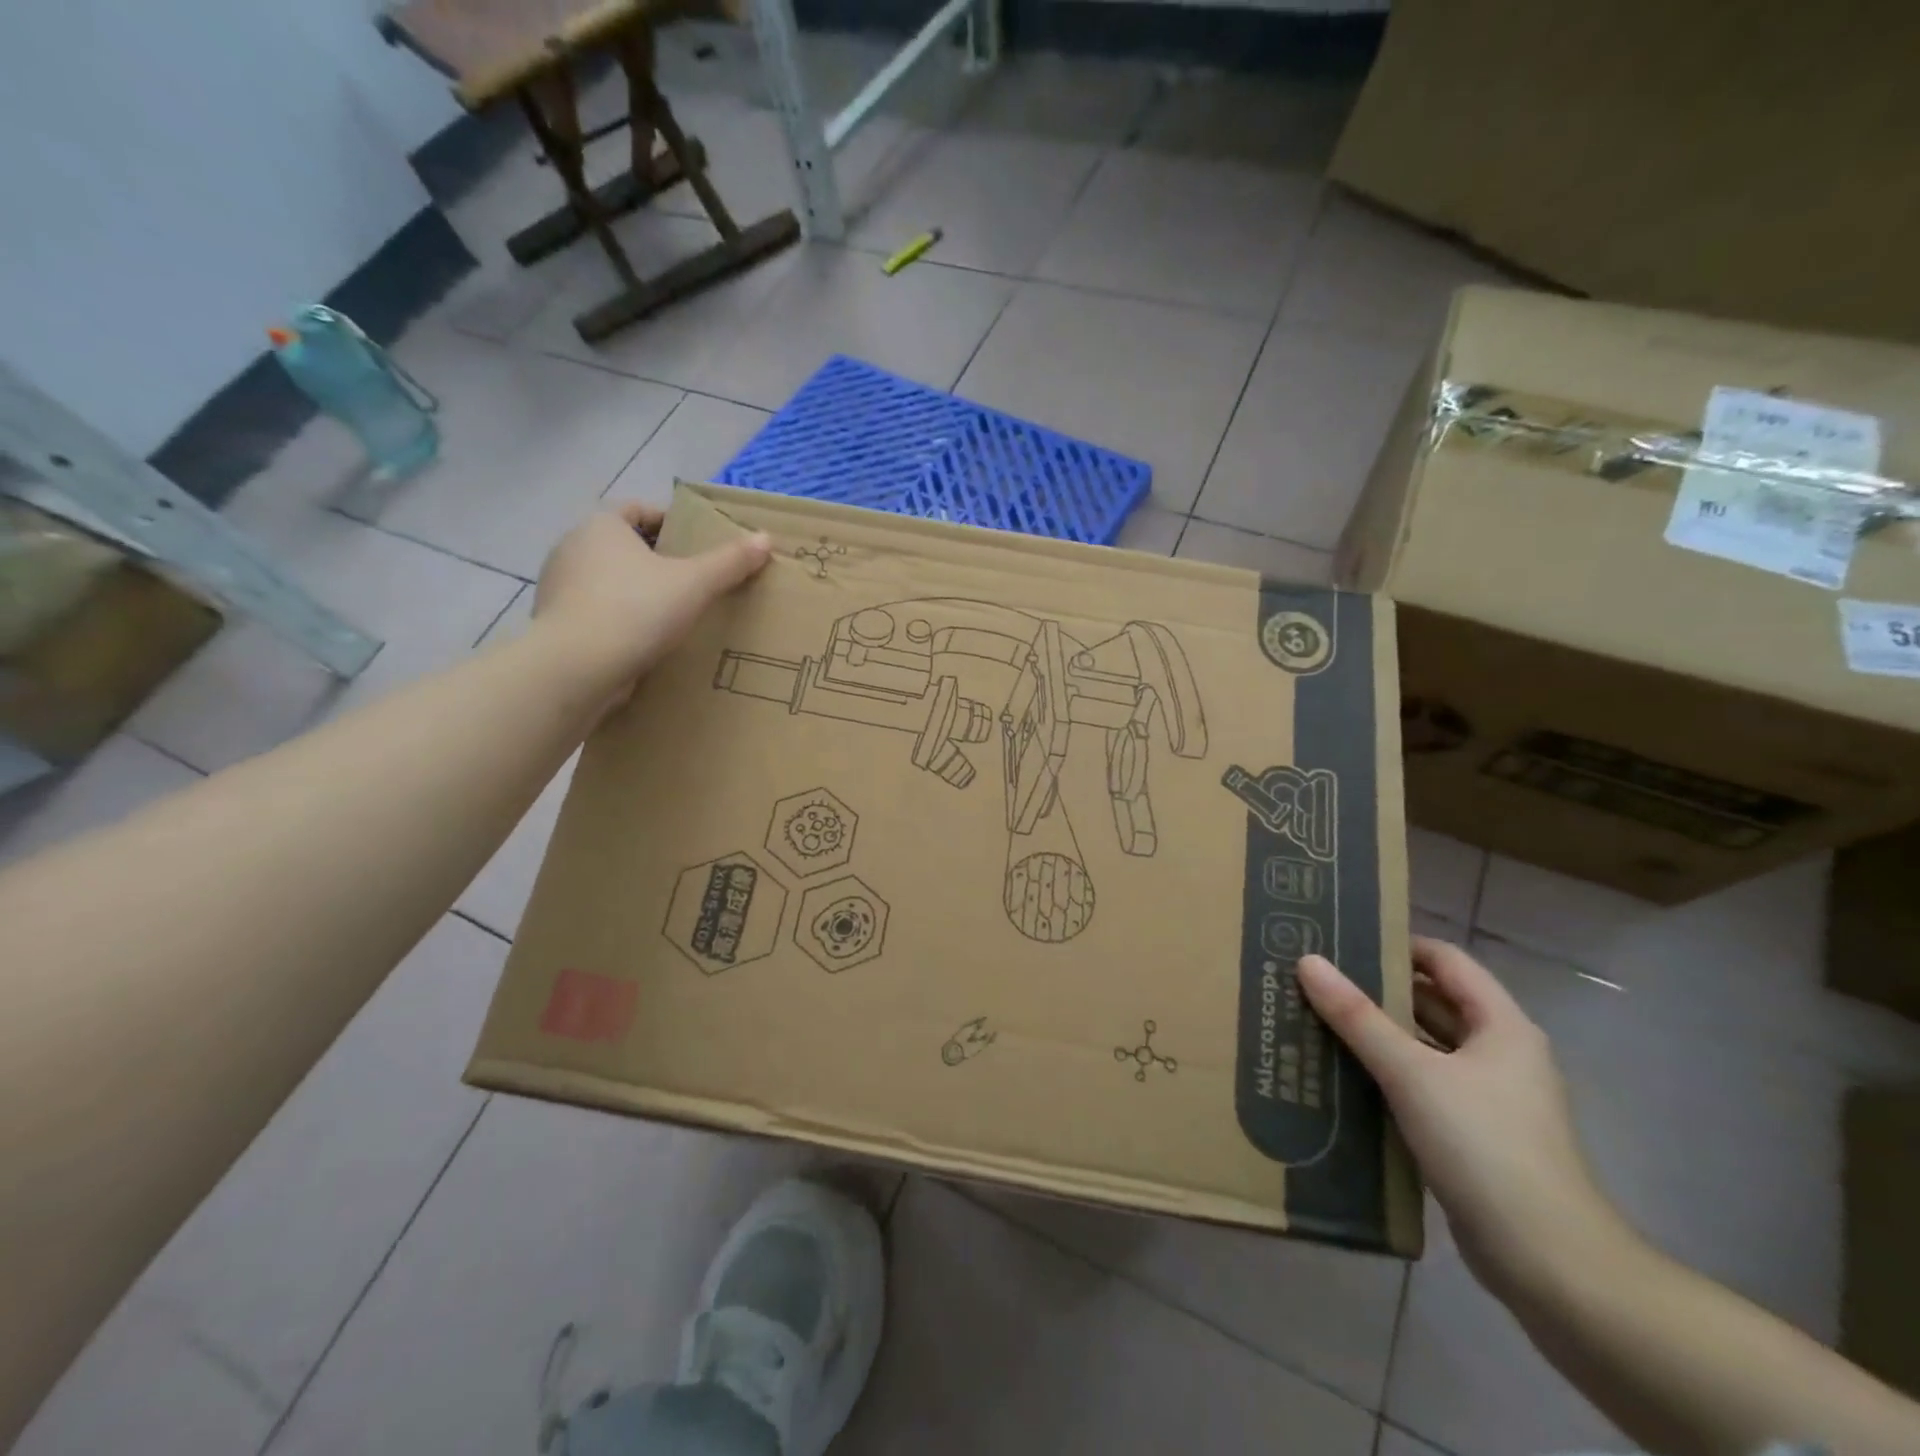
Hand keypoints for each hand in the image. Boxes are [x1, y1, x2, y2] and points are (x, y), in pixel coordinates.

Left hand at [530, 503, 770, 700]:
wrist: (577, 667)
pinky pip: (596, 612)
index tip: (695, 543)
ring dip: (636, 591)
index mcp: (601, 526)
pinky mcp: (557, 624)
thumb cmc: (636, 610)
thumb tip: (765, 539)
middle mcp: (573, 547)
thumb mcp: (694, 583)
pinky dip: (619, 619)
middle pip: (622, 545)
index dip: (668, 521)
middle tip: (692, 579)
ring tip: (671, 614)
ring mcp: (559, 587)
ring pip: (607, 579)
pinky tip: (644, 640)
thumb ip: (730, 562)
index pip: (637, 509)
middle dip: (655, 559)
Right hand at [1297, 938, 1630, 1293]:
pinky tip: (1340, 1076)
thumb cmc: (1486, 1147)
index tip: (1341, 940)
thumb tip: (1308, 961)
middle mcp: (1499, 1054)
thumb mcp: (1413, 1074)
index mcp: (1501, 1026)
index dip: (1397, 944)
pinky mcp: (1473, 1136)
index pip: (1445, 961)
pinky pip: (1421, 1087)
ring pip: (1423, 1048)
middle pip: (1432, 1003)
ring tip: (1314, 1020)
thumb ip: (1357, 1017)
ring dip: (1376, 1035)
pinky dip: (1385, 1076)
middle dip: (1376, 990)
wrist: (1551, 1264)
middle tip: (1314, 978)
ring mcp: (1488, 1098)